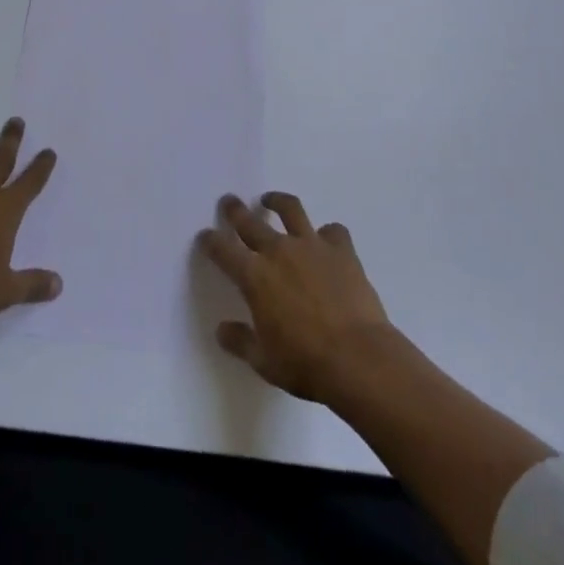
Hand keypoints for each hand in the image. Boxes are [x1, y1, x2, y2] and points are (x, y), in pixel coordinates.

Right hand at [199, 192, 391, 404]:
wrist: (358, 358)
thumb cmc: (305, 364)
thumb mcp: (264, 362)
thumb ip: (241, 342)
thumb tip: (222, 330)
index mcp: (254, 276)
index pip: (223, 250)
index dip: (211, 241)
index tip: (206, 237)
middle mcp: (278, 251)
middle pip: (250, 221)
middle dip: (235, 210)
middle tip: (229, 202)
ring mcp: (311, 245)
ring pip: (290, 209)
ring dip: (277, 202)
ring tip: (271, 201)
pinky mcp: (341, 249)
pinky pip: (333, 231)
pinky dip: (328, 233)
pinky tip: (327, 239)